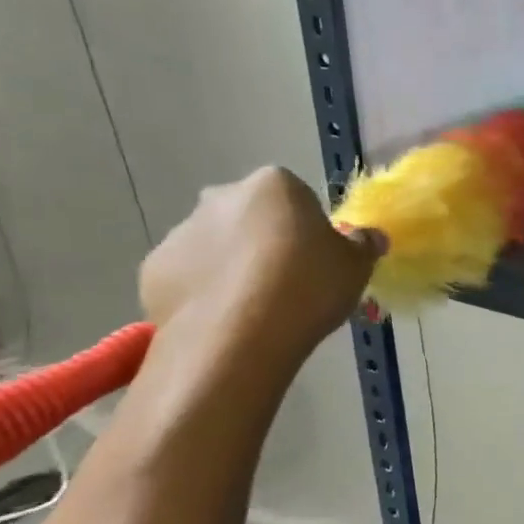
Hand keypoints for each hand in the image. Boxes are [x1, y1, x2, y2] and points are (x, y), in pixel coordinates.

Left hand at [140, 167, 382, 359]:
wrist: (238, 338)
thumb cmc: (308, 288)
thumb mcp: (356, 267)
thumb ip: (362, 245)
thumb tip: (370, 236)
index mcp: (274, 185)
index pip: (296, 197)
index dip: (308, 229)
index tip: (317, 260)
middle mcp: (221, 197)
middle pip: (250, 215)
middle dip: (264, 240)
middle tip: (288, 282)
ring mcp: (181, 232)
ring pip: (216, 245)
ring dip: (233, 266)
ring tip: (256, 310)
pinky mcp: (153, 270)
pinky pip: (189, 276)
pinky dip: (204, 292)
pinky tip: (225, 320)